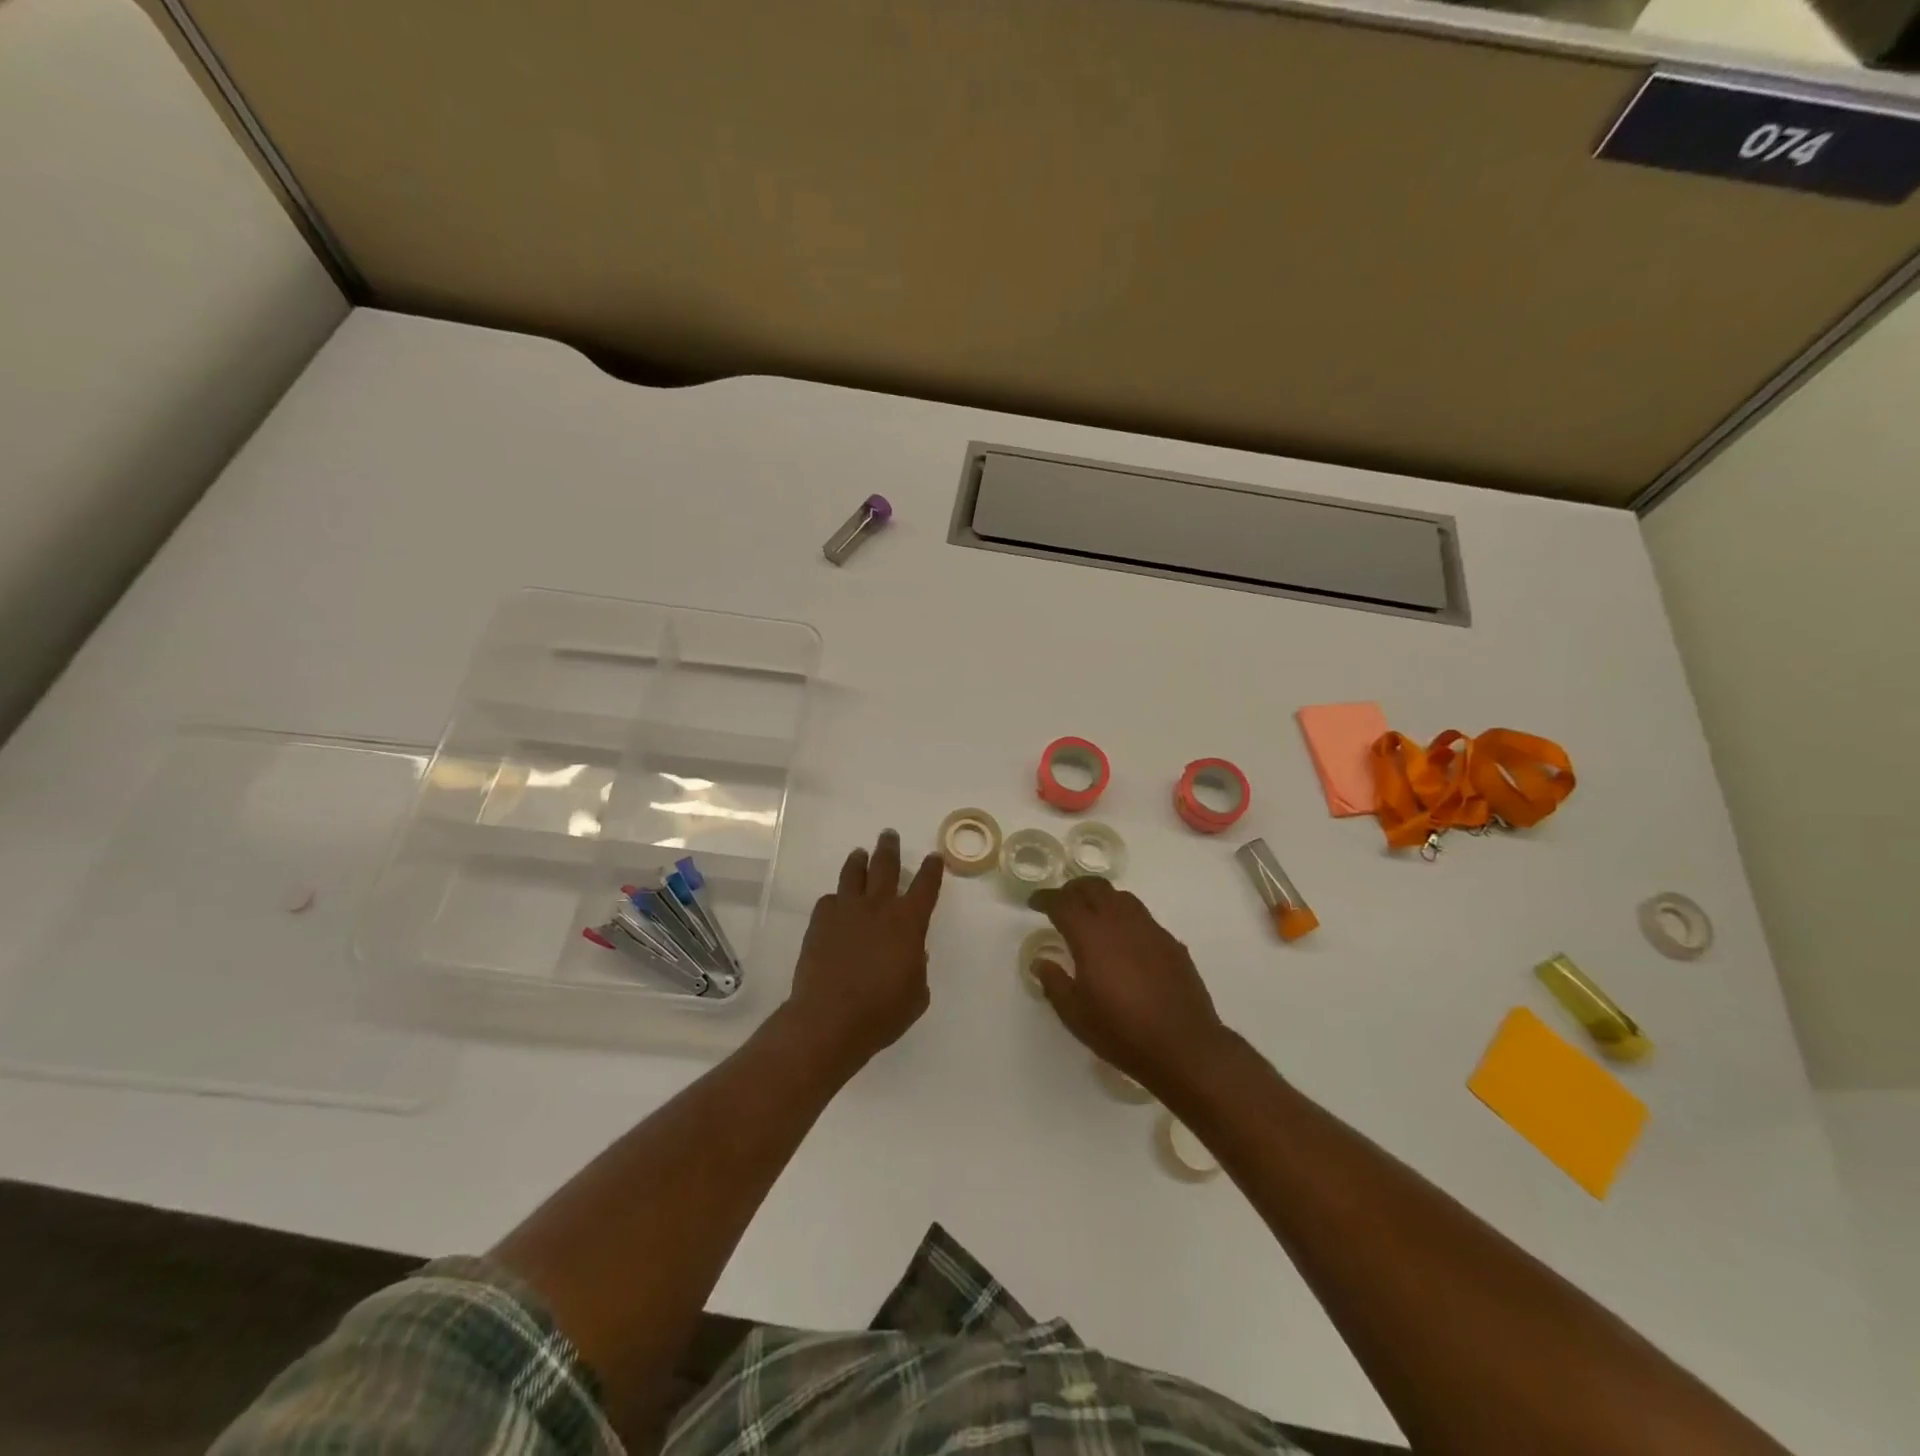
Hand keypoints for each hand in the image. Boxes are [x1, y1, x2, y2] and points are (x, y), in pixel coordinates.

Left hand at [782, 830, 944, 1075]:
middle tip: (889, 835)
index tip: (934, 857)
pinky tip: (836, 903)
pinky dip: (836, 898)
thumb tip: (911, 952)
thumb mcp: (916, 993)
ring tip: (860, 854)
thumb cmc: (882, 1012)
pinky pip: (829, 900)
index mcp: (908, 922)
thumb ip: (917, 966)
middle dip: (889, 848)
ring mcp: (846, 911)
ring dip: (859, 861)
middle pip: (885, 866)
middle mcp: (878, 907)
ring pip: (853, 874)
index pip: (926, 886)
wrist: (830, 1019)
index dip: (932, 869)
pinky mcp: (819, 922)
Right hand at [1028, 877, 1229, 1096]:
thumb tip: (1041, 962)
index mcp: (1091, 935)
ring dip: (1101, 898)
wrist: (1184, 1046)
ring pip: (1121, 897)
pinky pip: (1142, 917)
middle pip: (1093, 888)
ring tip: (1092, 915)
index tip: (1034, 902)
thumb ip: (1054, 982)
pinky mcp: (1170, 942)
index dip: (1045, 898)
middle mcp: (1120, 922)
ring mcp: (1149, 929)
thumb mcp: (1075, 1014)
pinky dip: (1124, 918)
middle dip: (1073, 890)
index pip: (1062, 903)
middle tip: (1061, 904)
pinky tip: (1123, 941)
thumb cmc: (1121, 1031)